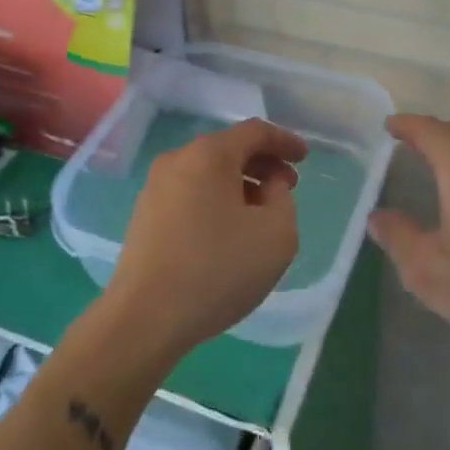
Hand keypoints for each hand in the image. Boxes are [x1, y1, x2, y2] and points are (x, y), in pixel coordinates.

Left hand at [103, 117, 307, 361]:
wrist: (145, 318)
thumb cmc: (217, 269)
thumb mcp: (276, 234)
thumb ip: (283, 198)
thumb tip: (267, 185)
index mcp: (209, 154)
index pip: (255, 132)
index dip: (284, 141)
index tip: (305, 158)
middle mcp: (178, 160)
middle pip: (229, 149)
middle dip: (263, 163)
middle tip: (287, 187)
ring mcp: (155, 187)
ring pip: (208, 172)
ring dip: (240, 184)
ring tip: (261, 213)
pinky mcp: (144, 215)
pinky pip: (190, 193)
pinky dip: (216, 200)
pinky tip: (228, 231)